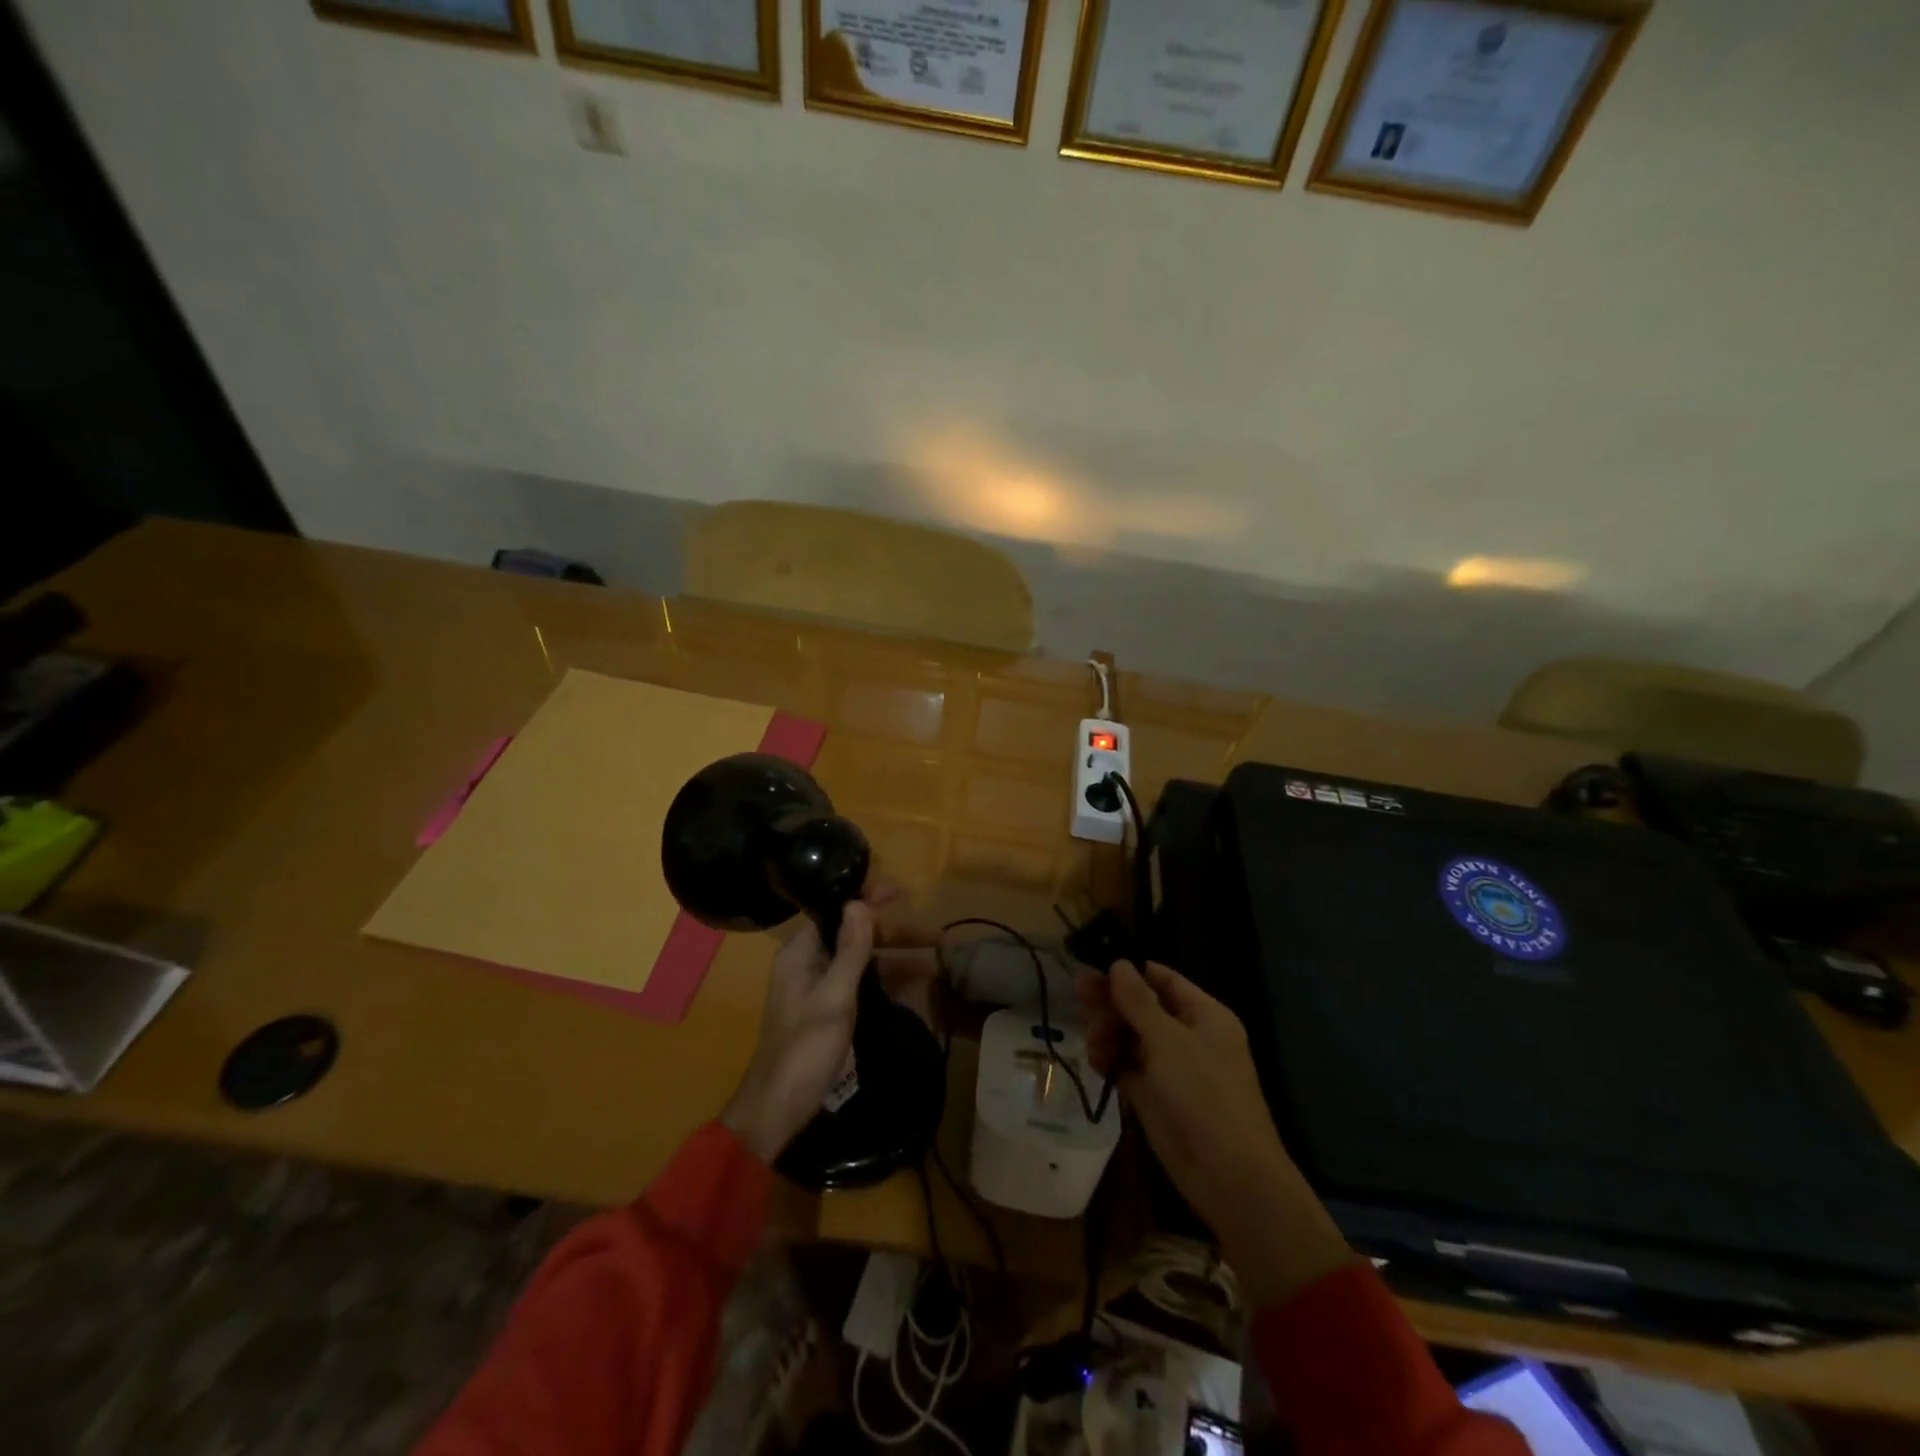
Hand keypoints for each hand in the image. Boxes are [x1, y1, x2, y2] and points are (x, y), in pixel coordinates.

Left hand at [722, 890, 934, 1164]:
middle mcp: (809, 964)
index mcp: (801, 953)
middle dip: (895, 935)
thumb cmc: (805, 1050)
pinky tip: (917, 987)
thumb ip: (850, 951)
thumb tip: (860, 903)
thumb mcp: (834, 997)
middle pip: (857, 937)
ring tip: (937, 963)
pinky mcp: (830, 1012)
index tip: (902, 892)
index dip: (869, 899)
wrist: (779, 1109)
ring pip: (864, 962)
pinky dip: (888, 983)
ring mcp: (820, 989)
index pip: (837, 912)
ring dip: (898, 960)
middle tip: (936, 937)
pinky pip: (863, 986)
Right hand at [1078, 960, 1351, 1306]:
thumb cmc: (1204, 1094)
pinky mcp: (1155, 1097)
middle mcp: (1188, 1037)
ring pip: (1130, 1037)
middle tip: (1079, 993)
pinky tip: (1097, 1062)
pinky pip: (1127, 1068)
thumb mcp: (1168, 1040)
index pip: (1163, 980)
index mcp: (1204, 1015)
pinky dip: (1111, 1062)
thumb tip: (1119, 963)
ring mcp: (1171, 1068)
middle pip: (1142, 1007)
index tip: (1094, 965)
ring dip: (1108, 1033)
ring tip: (1094, 1041)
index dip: (1130, 971)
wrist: (1228, 1175)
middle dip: (1112, 1002)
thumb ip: (1138, 1001)